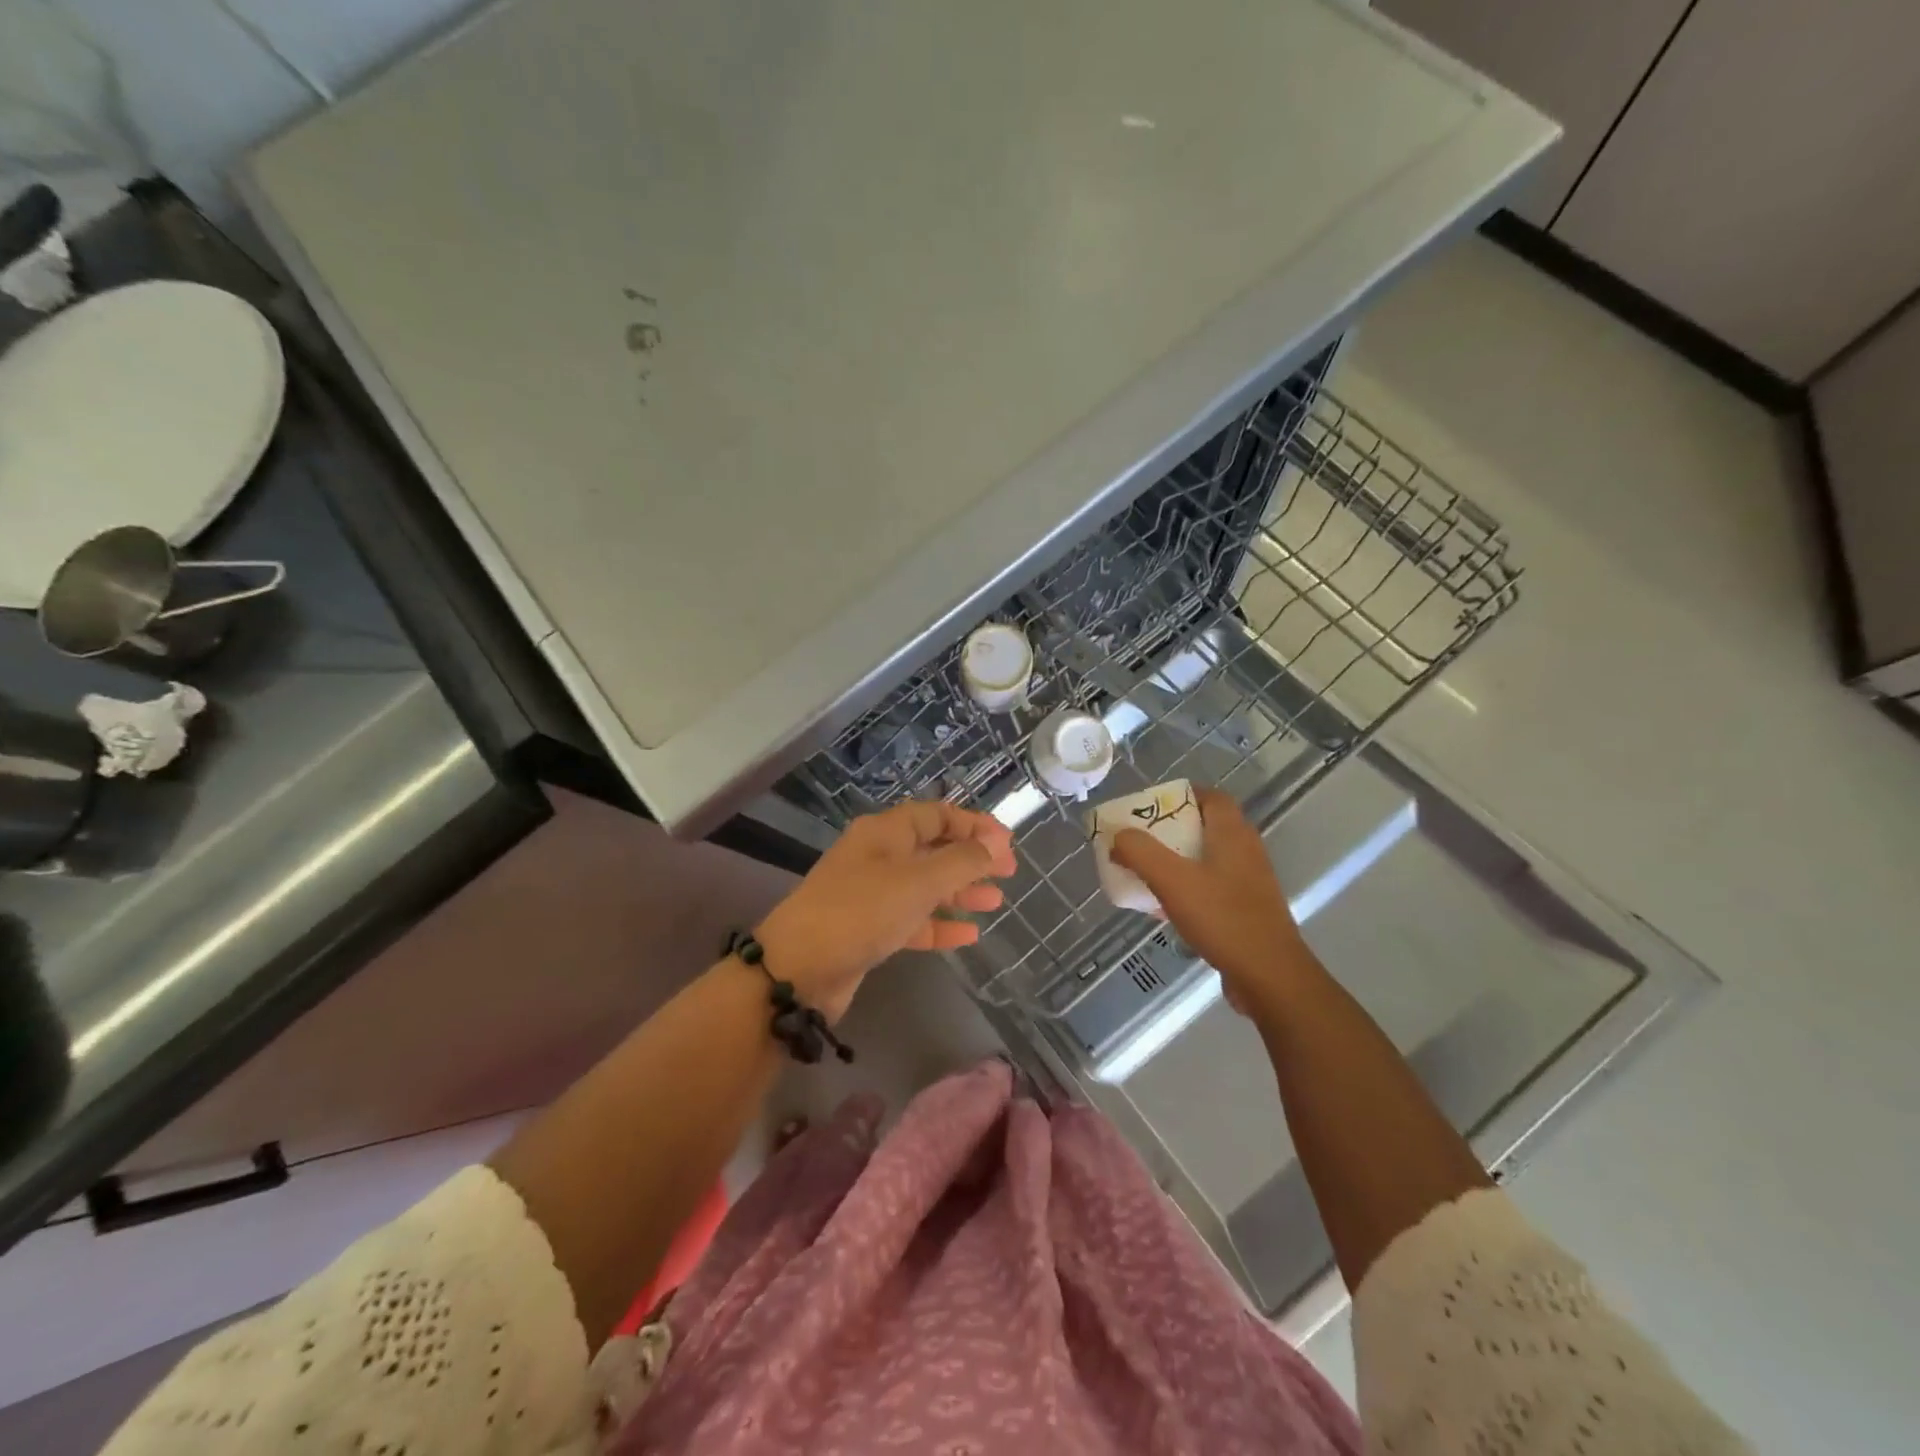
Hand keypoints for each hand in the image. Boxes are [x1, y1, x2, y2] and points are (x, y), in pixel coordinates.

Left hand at [753, 802, 1016, 1020]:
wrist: (798, 969)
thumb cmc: (862, 911)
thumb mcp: (919, 881)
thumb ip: (962, 861)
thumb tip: (996, 842)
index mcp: (886, 832)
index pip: (936, 815)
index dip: (973, 824)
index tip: (1006, 841)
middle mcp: (878, 857)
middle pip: (932, 849)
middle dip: (971, 859)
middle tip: (1009, 872)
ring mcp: (871, 894)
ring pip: (925, 886)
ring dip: (959, 892)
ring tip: (995, 901)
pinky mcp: (868, 929)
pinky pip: (912, 920)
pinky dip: (939, 925)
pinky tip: (969, 935)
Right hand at [1109, 786, 1305, 1013]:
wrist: (1270, 978)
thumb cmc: (1223, 919)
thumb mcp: (1172, 880)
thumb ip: (1140, 852)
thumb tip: (1118, 836)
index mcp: (1232, 834)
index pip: (1211, 797)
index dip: (1180, 795)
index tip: (1149, 808)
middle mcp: (1245, 852)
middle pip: (1204, 827)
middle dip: (1168, 831)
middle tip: (1137, 841)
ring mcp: (1248, 883)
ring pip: (1205, 860)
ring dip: (1174, 862)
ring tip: (1143, 873)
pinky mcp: (1246, 912)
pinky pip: (1210, 889)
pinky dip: (1186, 890)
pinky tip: (1162, 909)